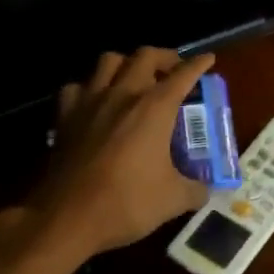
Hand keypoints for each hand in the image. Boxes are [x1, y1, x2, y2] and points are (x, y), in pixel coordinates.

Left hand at [26, 47, 214, 254]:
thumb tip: (206, 189)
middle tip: (173, 70)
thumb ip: (196, 189)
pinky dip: (90, 87)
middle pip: (144, 56)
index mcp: (155, 108)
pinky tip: (96, 102)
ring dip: (126, 64)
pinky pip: (77, 87)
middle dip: (164, 57)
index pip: (183, 75)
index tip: (208, 60)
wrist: (67, 218)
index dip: (198, 65)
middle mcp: (123, 95)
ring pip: (108, 61)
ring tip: (135, 79)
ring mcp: (89, 103)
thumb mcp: (174, 200)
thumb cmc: (127, 202)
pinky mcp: (64, 118)